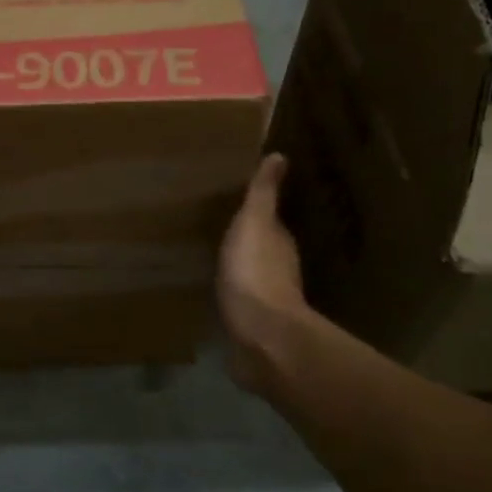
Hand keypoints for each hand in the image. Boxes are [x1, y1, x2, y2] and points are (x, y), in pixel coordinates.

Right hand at [218, 155, 309, 396]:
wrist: (260, 335)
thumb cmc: (255, 273)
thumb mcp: (254, 224)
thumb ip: (263, 194)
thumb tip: (280, 156)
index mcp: (279, 242)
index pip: (268, 221)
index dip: (254, 212)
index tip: (234, 204)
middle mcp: (278, 268)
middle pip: (260, 248)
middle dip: (244, 240)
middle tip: (216, 228)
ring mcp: (266, 299)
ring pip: (250, 274)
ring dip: (237, 267)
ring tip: (211, 258)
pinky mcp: (251, 324)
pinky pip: (238, 301)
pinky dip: (230, 293)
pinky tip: (213, 291)